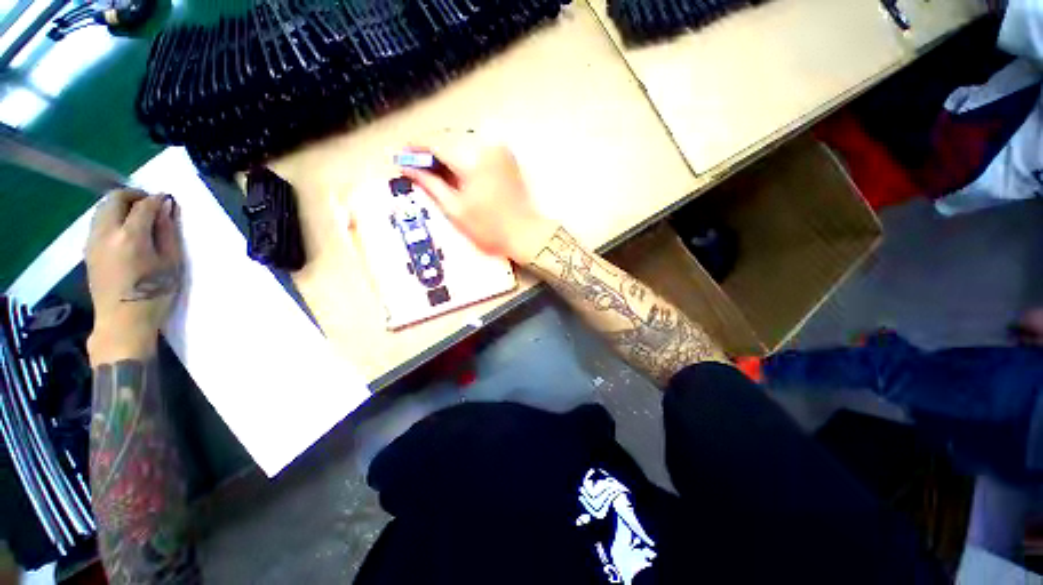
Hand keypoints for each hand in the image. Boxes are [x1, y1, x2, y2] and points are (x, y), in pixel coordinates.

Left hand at [86, 190, 182, 362]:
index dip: (157, 199)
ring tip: (138, 217)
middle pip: (114, 199)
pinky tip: (125, 231)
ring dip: (120, 205)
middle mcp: (106, 233)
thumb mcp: (170, 264)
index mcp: (130, 236)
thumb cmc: (154, 294)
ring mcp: (93, 241)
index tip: (168, 201)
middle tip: (150, 204)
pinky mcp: (88, 250)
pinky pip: (98, 222)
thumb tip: (166, 208)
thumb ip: (167, 233)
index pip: (143, 205)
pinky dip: (111, 217)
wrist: (122, 322)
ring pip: (102, 208)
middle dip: (133, 196)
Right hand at [399, 143, 557, 263]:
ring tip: (434, 169)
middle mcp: (486, 145)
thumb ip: (430, 184)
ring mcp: (499, 149)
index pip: (435, 143)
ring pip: (462, 140)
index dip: (415, 148)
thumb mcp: (455, 209)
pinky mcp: (506, 155)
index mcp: (472, 159)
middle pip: (448, 137)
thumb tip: (406, 167)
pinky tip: (456, 169)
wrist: (525, 233)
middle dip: (430, 149)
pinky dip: (463, 153)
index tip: (400, 155)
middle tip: (415, 165)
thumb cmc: (489, 228)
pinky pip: (477, 146)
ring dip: (446, 150)